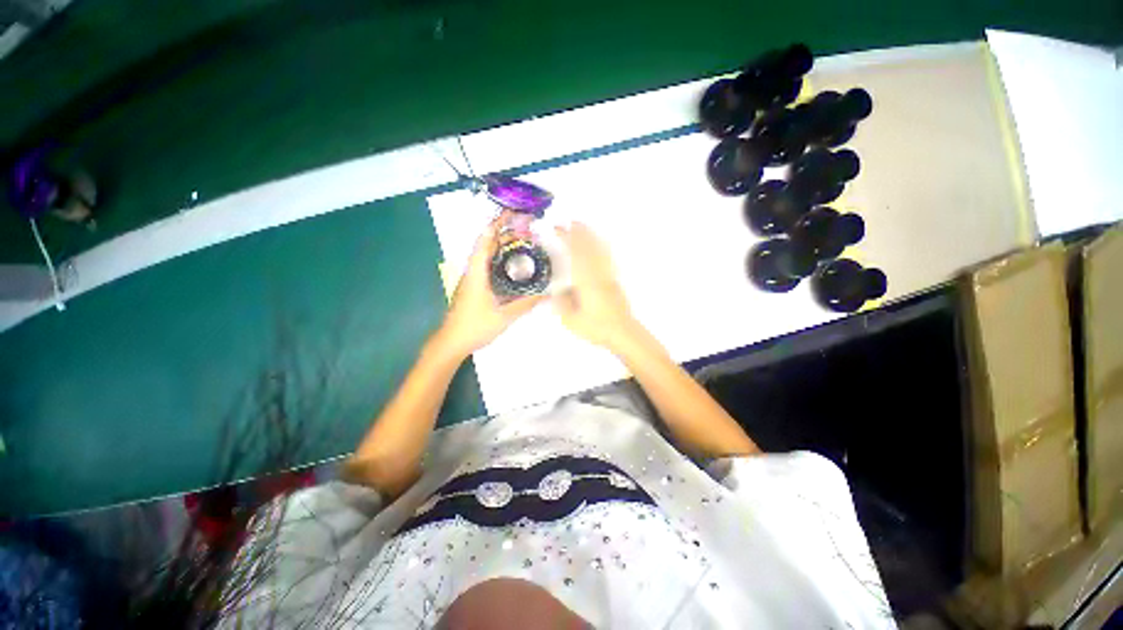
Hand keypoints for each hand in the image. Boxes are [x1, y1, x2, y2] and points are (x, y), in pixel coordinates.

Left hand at [434, 213, 545, 358]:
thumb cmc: (474, 327)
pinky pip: (488, 266)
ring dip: (503, 246)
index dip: (497, 225)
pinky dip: (501, 260)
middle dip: (505, 233)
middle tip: (528, 231)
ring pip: (487, 255)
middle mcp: (473, 271)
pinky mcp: (474, 287)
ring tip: (523, 243)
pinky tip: (514, 266)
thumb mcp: (504, 317)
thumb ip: (526, 304)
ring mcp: (472, 279)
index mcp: (477, 273)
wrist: (451, 342)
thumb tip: (547, 295)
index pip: (485, 241)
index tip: (513, 214)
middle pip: (487, 245)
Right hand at [554, 222, 638, 349]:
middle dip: (578, 233)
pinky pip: (607, 258)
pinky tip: (600, 243)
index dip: (566, 239)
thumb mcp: (571, 320)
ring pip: (599, 250)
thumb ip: (562, 303)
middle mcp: (597, 274)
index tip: (557, 230)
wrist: (622, 332)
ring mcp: (607, 276)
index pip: (574, 254)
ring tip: (582, 226)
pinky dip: (602, 247)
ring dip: (590, 236)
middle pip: (588, 248)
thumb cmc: (596, 328)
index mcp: (585, 282)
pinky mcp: (614, 281)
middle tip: (568, 222)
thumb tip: (557, 291)